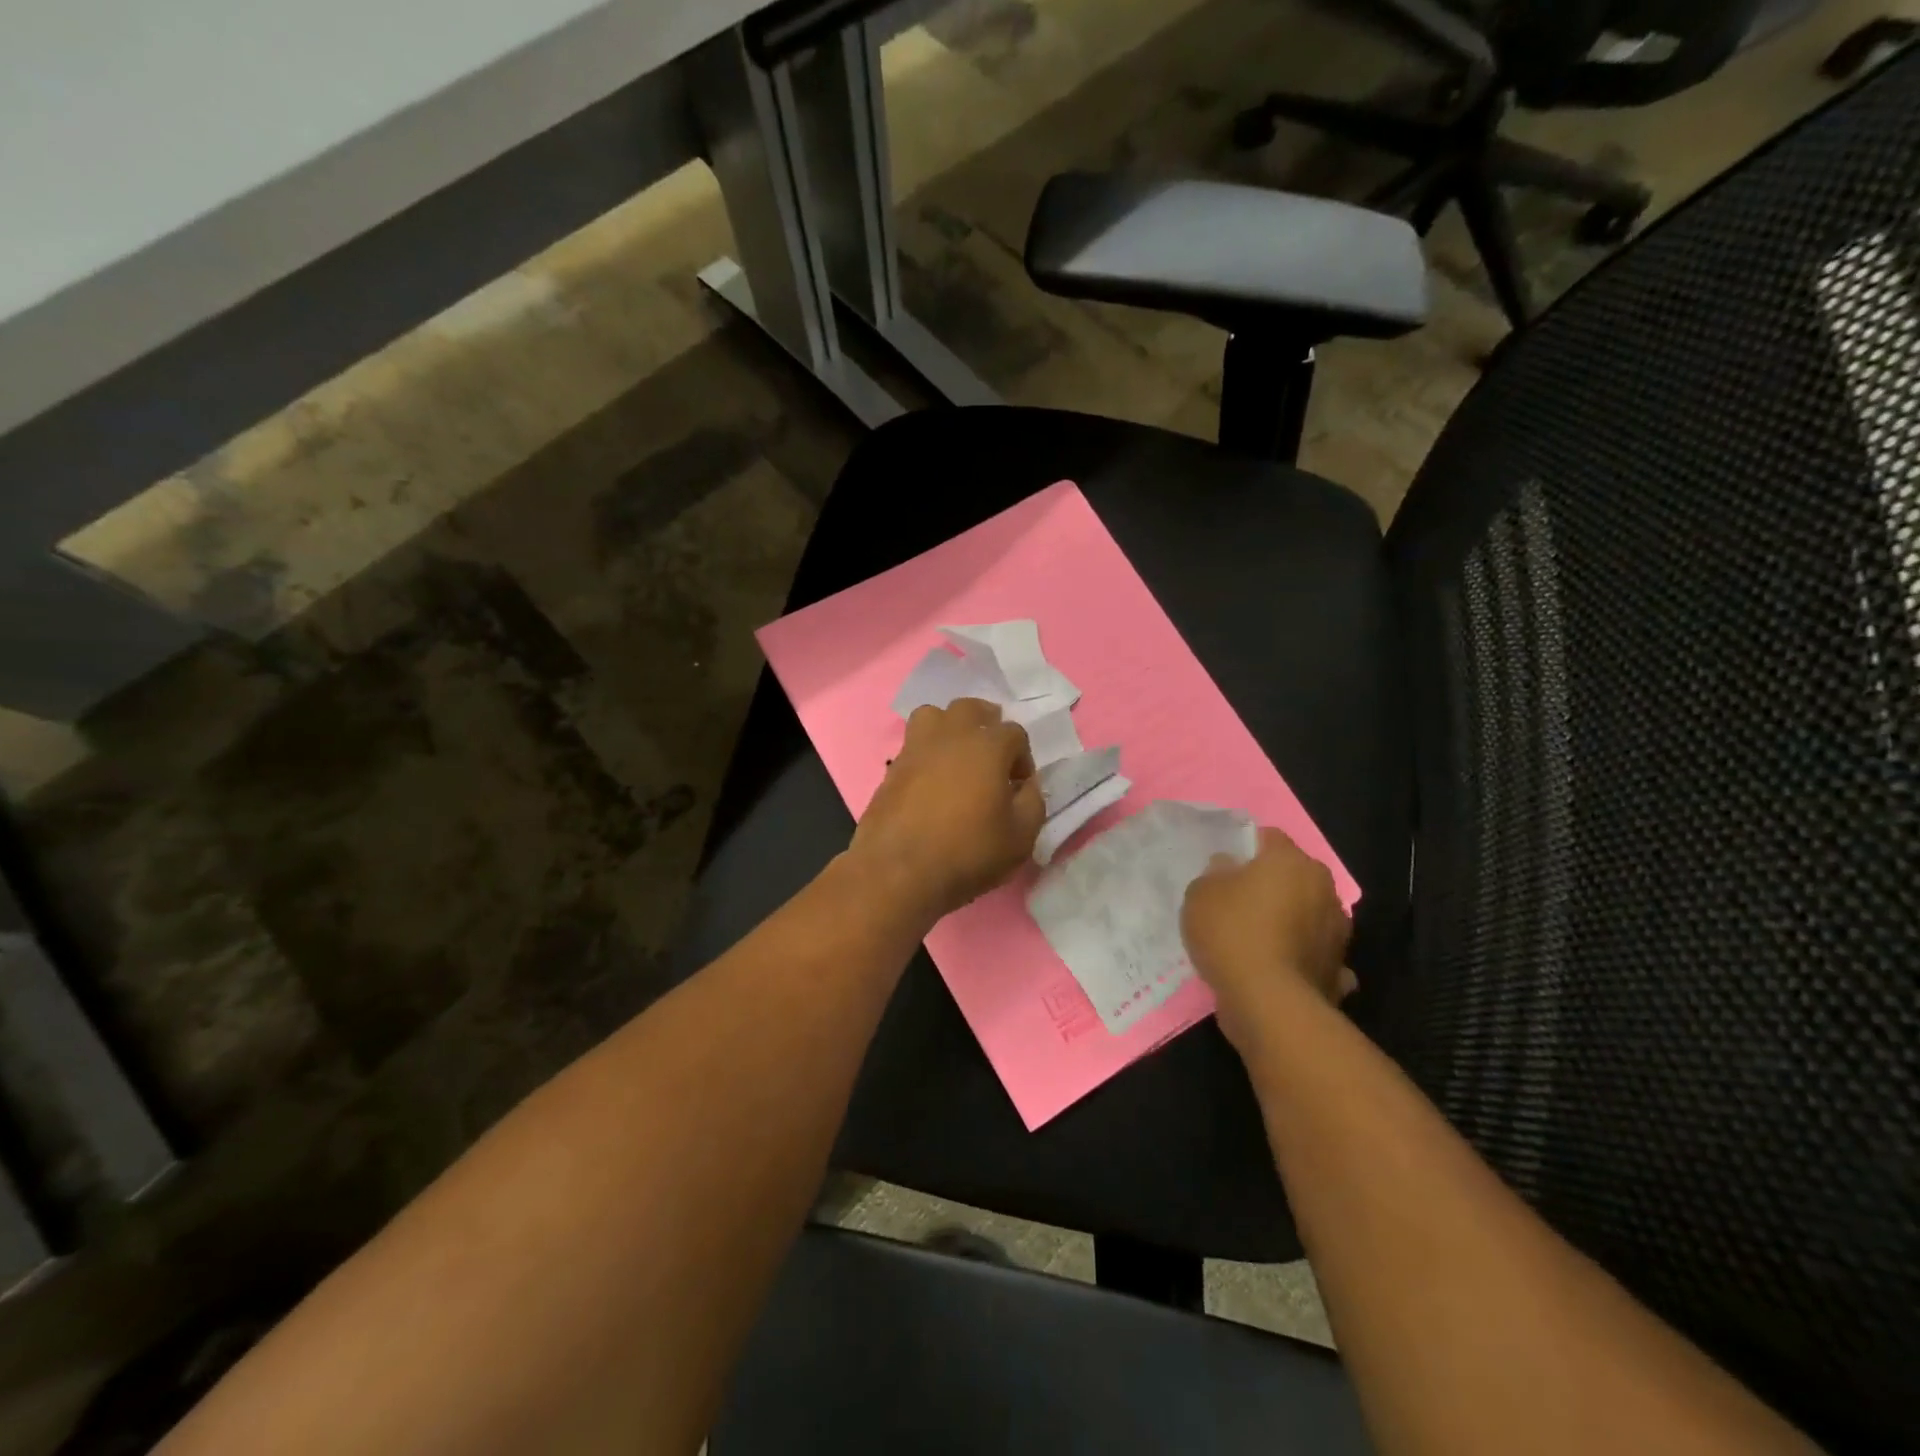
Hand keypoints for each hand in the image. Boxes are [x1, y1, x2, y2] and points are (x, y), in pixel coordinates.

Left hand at [848, 698, 1045, 922]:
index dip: (1023, 758)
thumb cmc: (967, 852)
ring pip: (934, 715)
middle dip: (987, 725)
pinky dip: (926, 753)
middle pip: (971, 708)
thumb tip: (1026, 786)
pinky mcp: (891, 768)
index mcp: (987, 745)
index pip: (1014, 732)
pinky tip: (931, 781)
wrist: (898, 871)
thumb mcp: (1021, 837)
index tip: (1019, 787)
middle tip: (992, 758)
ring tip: (957, 757)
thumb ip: (1033, 803)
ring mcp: (915, 748)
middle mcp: (950, 735)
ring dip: (950, 728)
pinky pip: (913, 745)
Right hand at [1181, 828, 1354, 1053]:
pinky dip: (1299, 957)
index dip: (1245, 848)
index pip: (1269, 837)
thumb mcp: (1200, 893)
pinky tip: (1278, 968)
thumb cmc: (1232, 933)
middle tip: (1237, 902)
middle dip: (1271, 885)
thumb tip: (1230, 868)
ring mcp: (1337, 931)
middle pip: (1293, 876)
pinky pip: (1312, 953)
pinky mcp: (1336, 968)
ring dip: (1289, 921)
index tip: (1224, 866)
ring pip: (1307, 914)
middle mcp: (1324, 889)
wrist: (1268, 1003)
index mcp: (1292, 862)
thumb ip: (1215, 873)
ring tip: (1257, 940)